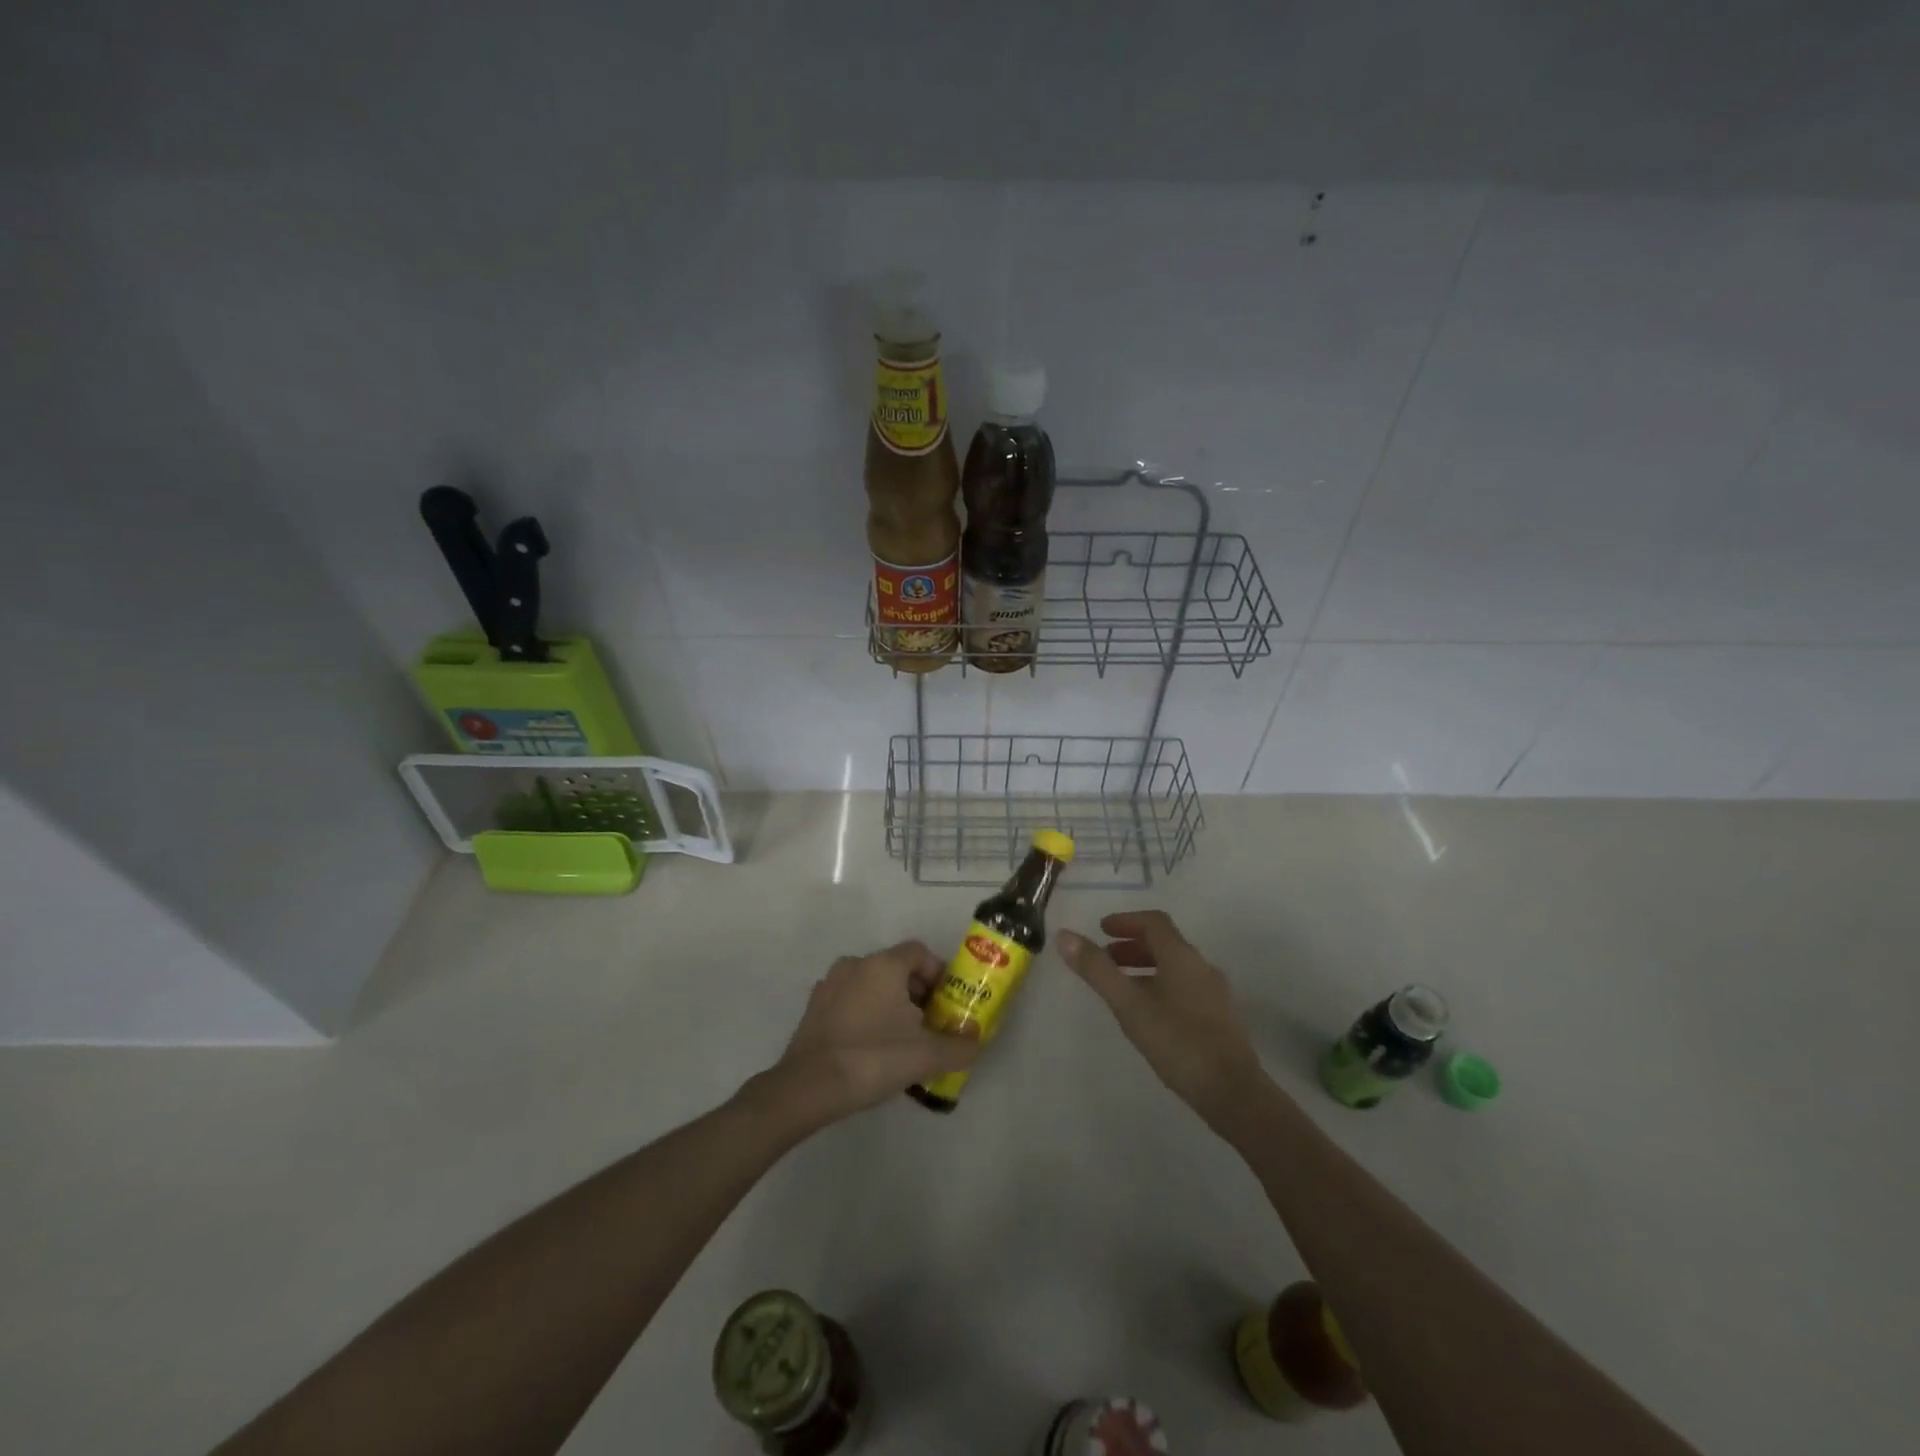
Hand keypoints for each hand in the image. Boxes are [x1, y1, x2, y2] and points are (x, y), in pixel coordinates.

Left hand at [760, 941, 979, 1127]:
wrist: (808, 1088)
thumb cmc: (872, 1059)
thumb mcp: (927, 1056)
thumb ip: (959, 1046)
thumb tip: (975, 1039)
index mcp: (883, 965)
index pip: (919, 953)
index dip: (938, 974)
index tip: (948, 1003)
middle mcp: (855, 964)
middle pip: (896, 969)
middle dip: (917, 993)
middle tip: (930, 1026)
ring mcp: (829, 985)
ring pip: (871, 985)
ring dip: (890, 1005)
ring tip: (902, 1041)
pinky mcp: (814, 1008)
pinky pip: (850, 1002)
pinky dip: (865, 1016)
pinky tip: (871, 1049)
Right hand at [1058, 911, 1265, 1126]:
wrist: (1233, 1092)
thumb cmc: (1177, 1041)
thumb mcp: (1128, 1004)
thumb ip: (1097, 970)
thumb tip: (1064, 935)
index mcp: (1181, 956)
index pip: (1153, 922)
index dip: (1126, 921)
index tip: (1102, 930)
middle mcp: (1201, 967)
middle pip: (1165, 943)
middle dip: (1132, 945)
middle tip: (1105, 958)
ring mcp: (1214, 993)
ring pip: (1175, 967)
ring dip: (1146, 966)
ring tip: (1121, 987)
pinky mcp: (1219, 1018)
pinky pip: (1184, 987)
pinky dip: (1160, 985)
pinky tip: (1149, 1013)